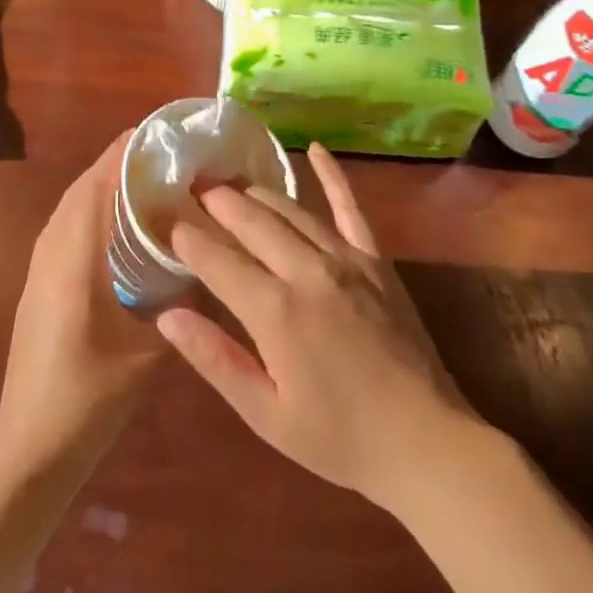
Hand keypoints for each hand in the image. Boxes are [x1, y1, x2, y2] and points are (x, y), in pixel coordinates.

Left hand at [0, 131, 165, 477]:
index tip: (160, 133)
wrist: (31, 446)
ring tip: (148, 179)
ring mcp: (40, 265)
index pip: (98, 183)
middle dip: (119, 162)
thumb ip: (178, 301)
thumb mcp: (148, 349)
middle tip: (164, 154)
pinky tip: (121, 225)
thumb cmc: (90, 396)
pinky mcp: (38, 282)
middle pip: (84, 186)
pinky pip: (66, 226)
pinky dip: (93, 209)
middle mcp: (51, 249)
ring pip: (72, 205)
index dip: (125, 152)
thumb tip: (205, 263)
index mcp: (75, 256)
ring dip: (105, 184)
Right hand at [157, 144, 481, 510]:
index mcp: (275, 313)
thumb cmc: (338, 438)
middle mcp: (307, 272)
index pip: (218, 260)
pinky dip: (332, 175)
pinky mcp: (375, 260)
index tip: (168, 223)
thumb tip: (167, 317)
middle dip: (217, 202)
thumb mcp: (266, 414)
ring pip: (290, 209)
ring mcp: (346, 259)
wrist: (425, 443)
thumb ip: (215, 359)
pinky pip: (351, 207)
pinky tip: (316, 149)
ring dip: (256, 192)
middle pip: (251, 221)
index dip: (189, 239)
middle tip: (192, 187)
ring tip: (230, 182)